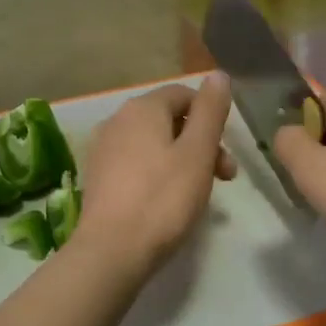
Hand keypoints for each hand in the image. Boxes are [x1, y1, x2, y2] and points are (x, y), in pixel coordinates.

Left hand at [74, 75, 235, 275]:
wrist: (112, 250)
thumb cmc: (163, 199)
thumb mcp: (198, 152)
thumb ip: (210, 111)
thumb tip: (217, 75)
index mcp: (142, 108)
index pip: (184, 94)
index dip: (211, 117)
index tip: (227, 153)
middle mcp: (117, 120)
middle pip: (168, 119)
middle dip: (201, 143)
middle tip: (224, 178)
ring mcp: (103, 149)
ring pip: (153, 143)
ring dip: (182, 160)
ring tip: (198, 193)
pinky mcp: (98, 177)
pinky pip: (136, 163)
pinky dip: (157, 173)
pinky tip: (167, 202)